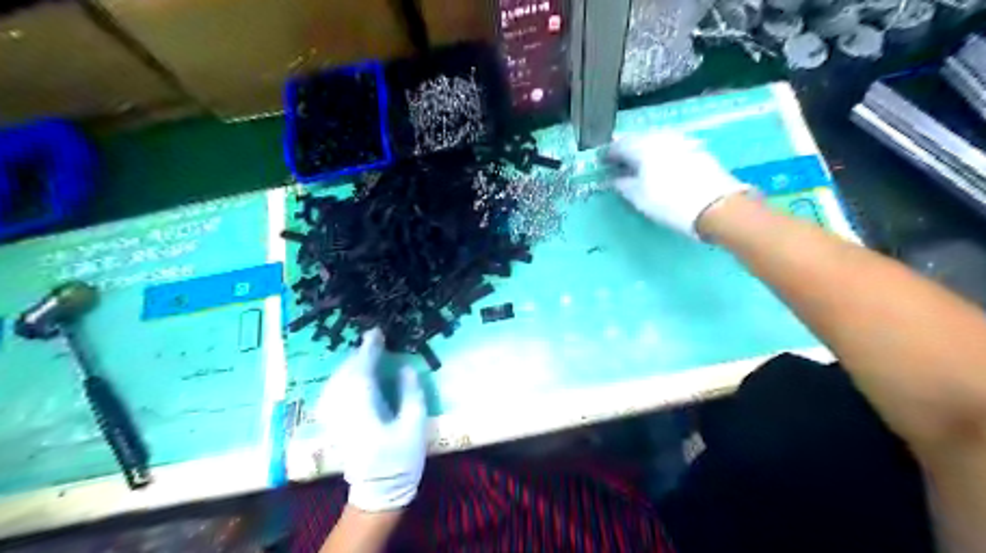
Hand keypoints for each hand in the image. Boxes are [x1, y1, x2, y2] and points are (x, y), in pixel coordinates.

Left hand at [313, 329, 425, 513]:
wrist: (378, 492)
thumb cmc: (400, 460)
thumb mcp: (414, 426)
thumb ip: (411, 393)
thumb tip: (405, 367)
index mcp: (364, 409)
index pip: (362, 371)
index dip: (369, 349)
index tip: (377, 333)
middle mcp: (344, 410)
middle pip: (345, 374)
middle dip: (358, 355)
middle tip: (375, 341)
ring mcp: (335, 419)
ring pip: (336, 382)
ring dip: (350, 365)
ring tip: (365, 355)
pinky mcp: (334, 425)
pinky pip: (333, 392)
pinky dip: (342, 378)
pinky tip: (351, 377)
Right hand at [606, 133, 752, 239]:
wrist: (716, 205)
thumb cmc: (670, 203)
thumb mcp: (638, 198)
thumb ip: (623, 185)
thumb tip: (615, 178)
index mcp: (642, 147)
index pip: (619, 145)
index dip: (609, 154)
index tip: (603, 163)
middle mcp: (660, 137)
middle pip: (638, 139)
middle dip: (628, 149)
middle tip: (620, 162)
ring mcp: (681, 141)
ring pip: (655, 141)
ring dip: (645, 150)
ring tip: (640, 165)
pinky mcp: (696, 149)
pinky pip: (670, 146)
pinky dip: (661, 153)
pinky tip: (660, 166)